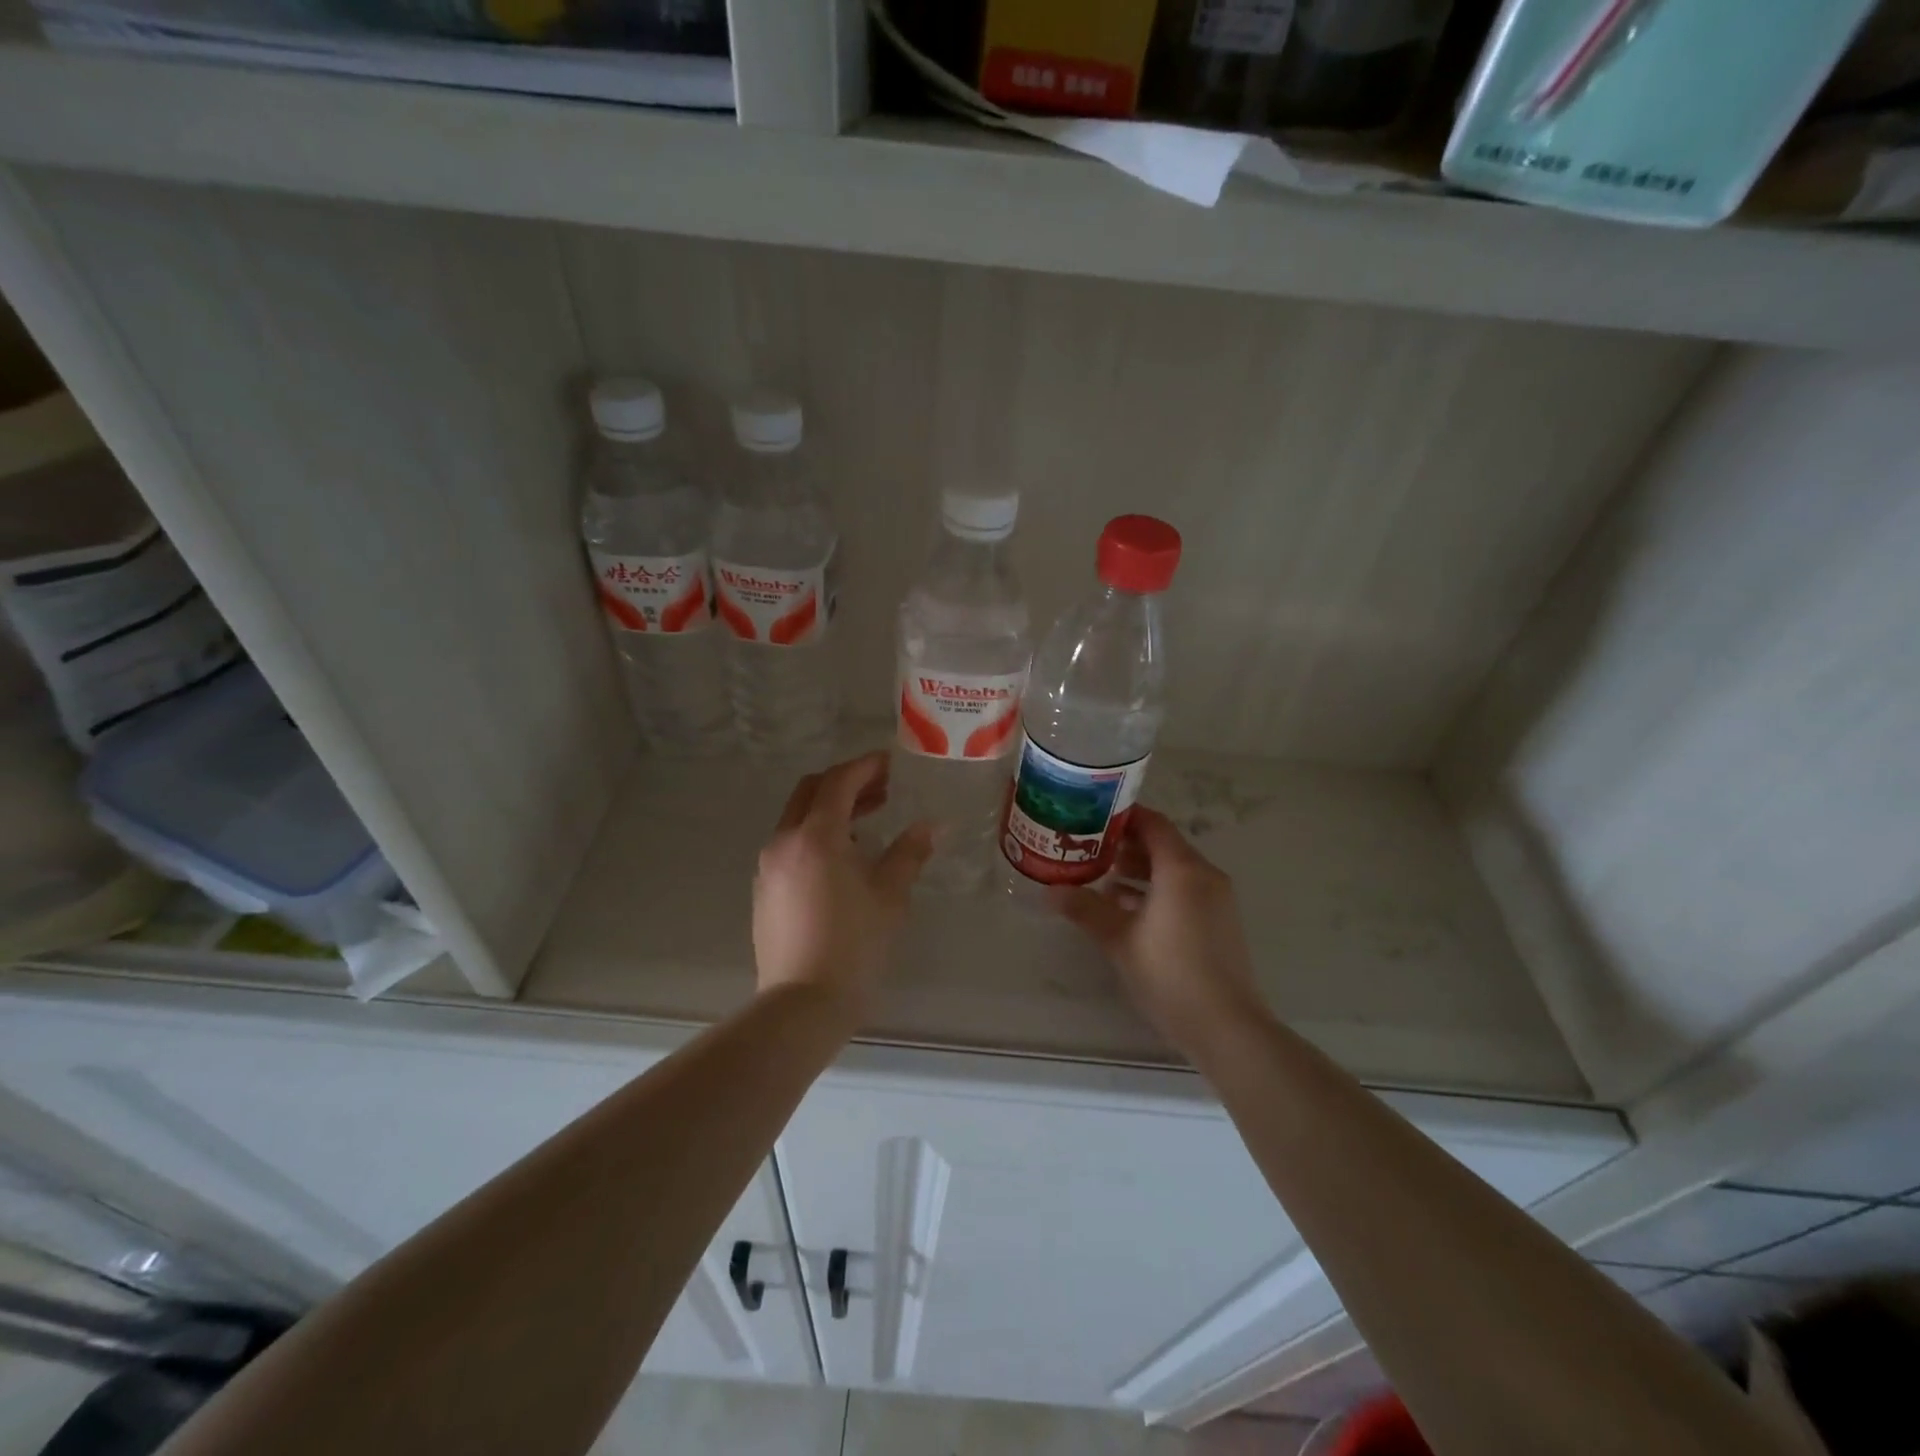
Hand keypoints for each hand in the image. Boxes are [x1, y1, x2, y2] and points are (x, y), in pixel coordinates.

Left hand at [752, 752, 933, 1019]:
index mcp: (816, 836)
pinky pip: (791, 844)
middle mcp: (785, 841)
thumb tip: (932, 825)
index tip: (891, 764)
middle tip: (882, 788)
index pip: (838, 782)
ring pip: (798, 818)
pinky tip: (844, 857)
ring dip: (830, 809)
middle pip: (811, 791)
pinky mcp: (764, 890)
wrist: (802, 1004)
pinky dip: (816, 834)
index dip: (866, 767)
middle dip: (846, 783)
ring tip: (869, 821)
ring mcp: (769, 866)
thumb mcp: (890, 895)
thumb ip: (910, 852)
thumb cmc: (854, 945)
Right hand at [1051, 808, 1268, 1058]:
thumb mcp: (1119, 940)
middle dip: (1126, 845)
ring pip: (1173, 870)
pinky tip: (1127, 909)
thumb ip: (1085, 909)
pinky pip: (1184, 891)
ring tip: (1102, 878)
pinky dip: (1157, 891)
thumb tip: (1050, 891)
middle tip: (1088, 848)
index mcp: (1182, 869)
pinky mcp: (1219, 922)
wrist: (1227, 1027)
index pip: (1152, 824)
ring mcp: (1216, 900)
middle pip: (1163, 845)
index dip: (1122, 817)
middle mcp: (1204, 875)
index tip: (1090, 817)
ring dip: (1140, 870)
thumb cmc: (1170, 974)